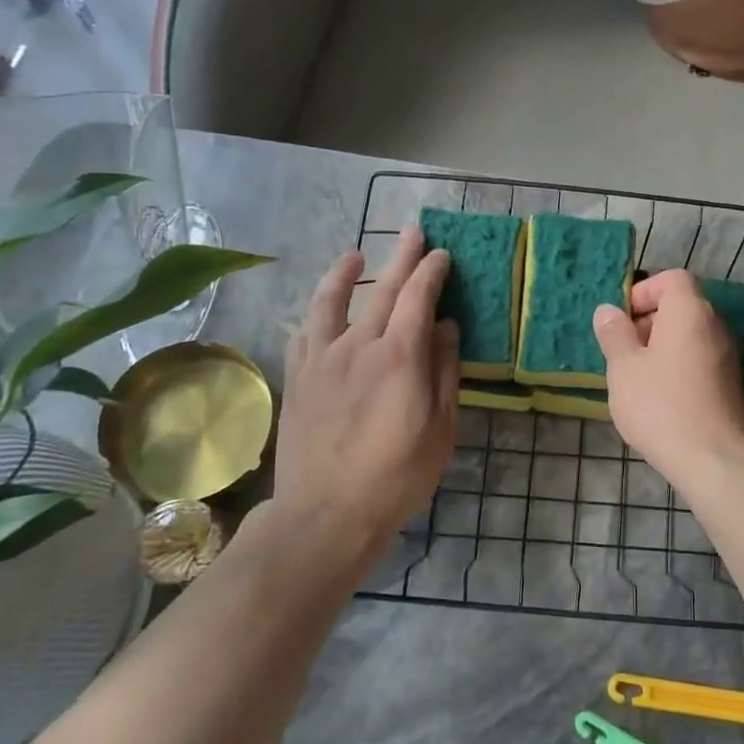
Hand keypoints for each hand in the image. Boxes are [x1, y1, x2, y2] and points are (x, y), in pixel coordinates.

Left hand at [267, 228, 459, 571]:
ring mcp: (322, 359)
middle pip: (382, 290)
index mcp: (400, 356)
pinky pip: (303, 334)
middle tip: (413, 232)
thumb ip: (444, 372)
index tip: (441, 255)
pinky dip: (313, 314)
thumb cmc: (397, 475)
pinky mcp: (298, 378)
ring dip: (344, 273)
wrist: (327, 512)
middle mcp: (359, 345)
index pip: (419, 298)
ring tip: (353, 254)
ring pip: (331, 302)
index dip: (432, 272)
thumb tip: (446, 327)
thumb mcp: (441, 429)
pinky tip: (316, 311)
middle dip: (402, 257)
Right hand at [592, 270, 743, 488]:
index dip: (644, 292)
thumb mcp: (624, 368)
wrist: (713, 459)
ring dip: (660, 347)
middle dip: (648, 322)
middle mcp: (714, 326)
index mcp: (689, 312)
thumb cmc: (660, 405)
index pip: (672, 279)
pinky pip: (698, 359)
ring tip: (635, 377)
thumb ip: (614, 334)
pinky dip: (677, 366)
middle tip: (622, 352)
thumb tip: (607, 310)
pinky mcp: (730, 384)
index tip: (622, 320)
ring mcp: (727, 356)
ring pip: (689, 336)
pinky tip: (658, 397)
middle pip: (681, 306)